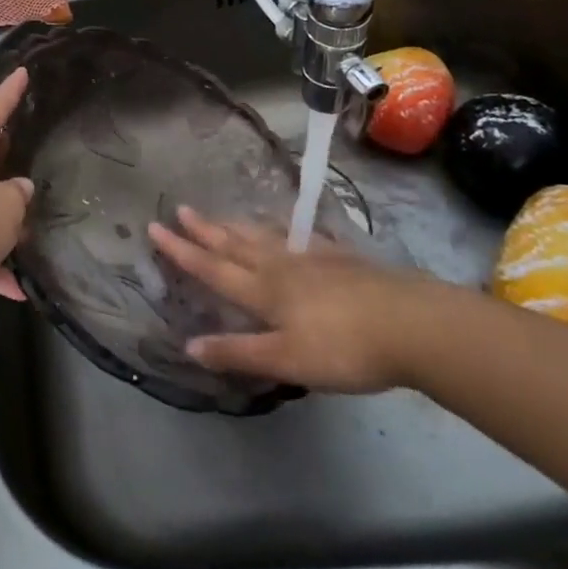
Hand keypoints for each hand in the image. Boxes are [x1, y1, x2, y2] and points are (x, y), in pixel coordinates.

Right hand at [147, 207, 441, 393]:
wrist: (412, 325)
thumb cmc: (344, 348)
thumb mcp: (286, 359)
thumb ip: (237, 352)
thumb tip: (188, 345)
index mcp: (263, 290)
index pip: (212, 268)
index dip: (181, 251)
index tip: (155, 227)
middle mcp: (281, 267)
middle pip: (235, 245)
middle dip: (205, 230)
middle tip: (181, 209)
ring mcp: (313, 258)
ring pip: (265, 238)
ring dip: (237, 227)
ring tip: (221, 216)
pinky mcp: (341, 259)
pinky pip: (302, 239)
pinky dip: (285, 232)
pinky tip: (289, 231)